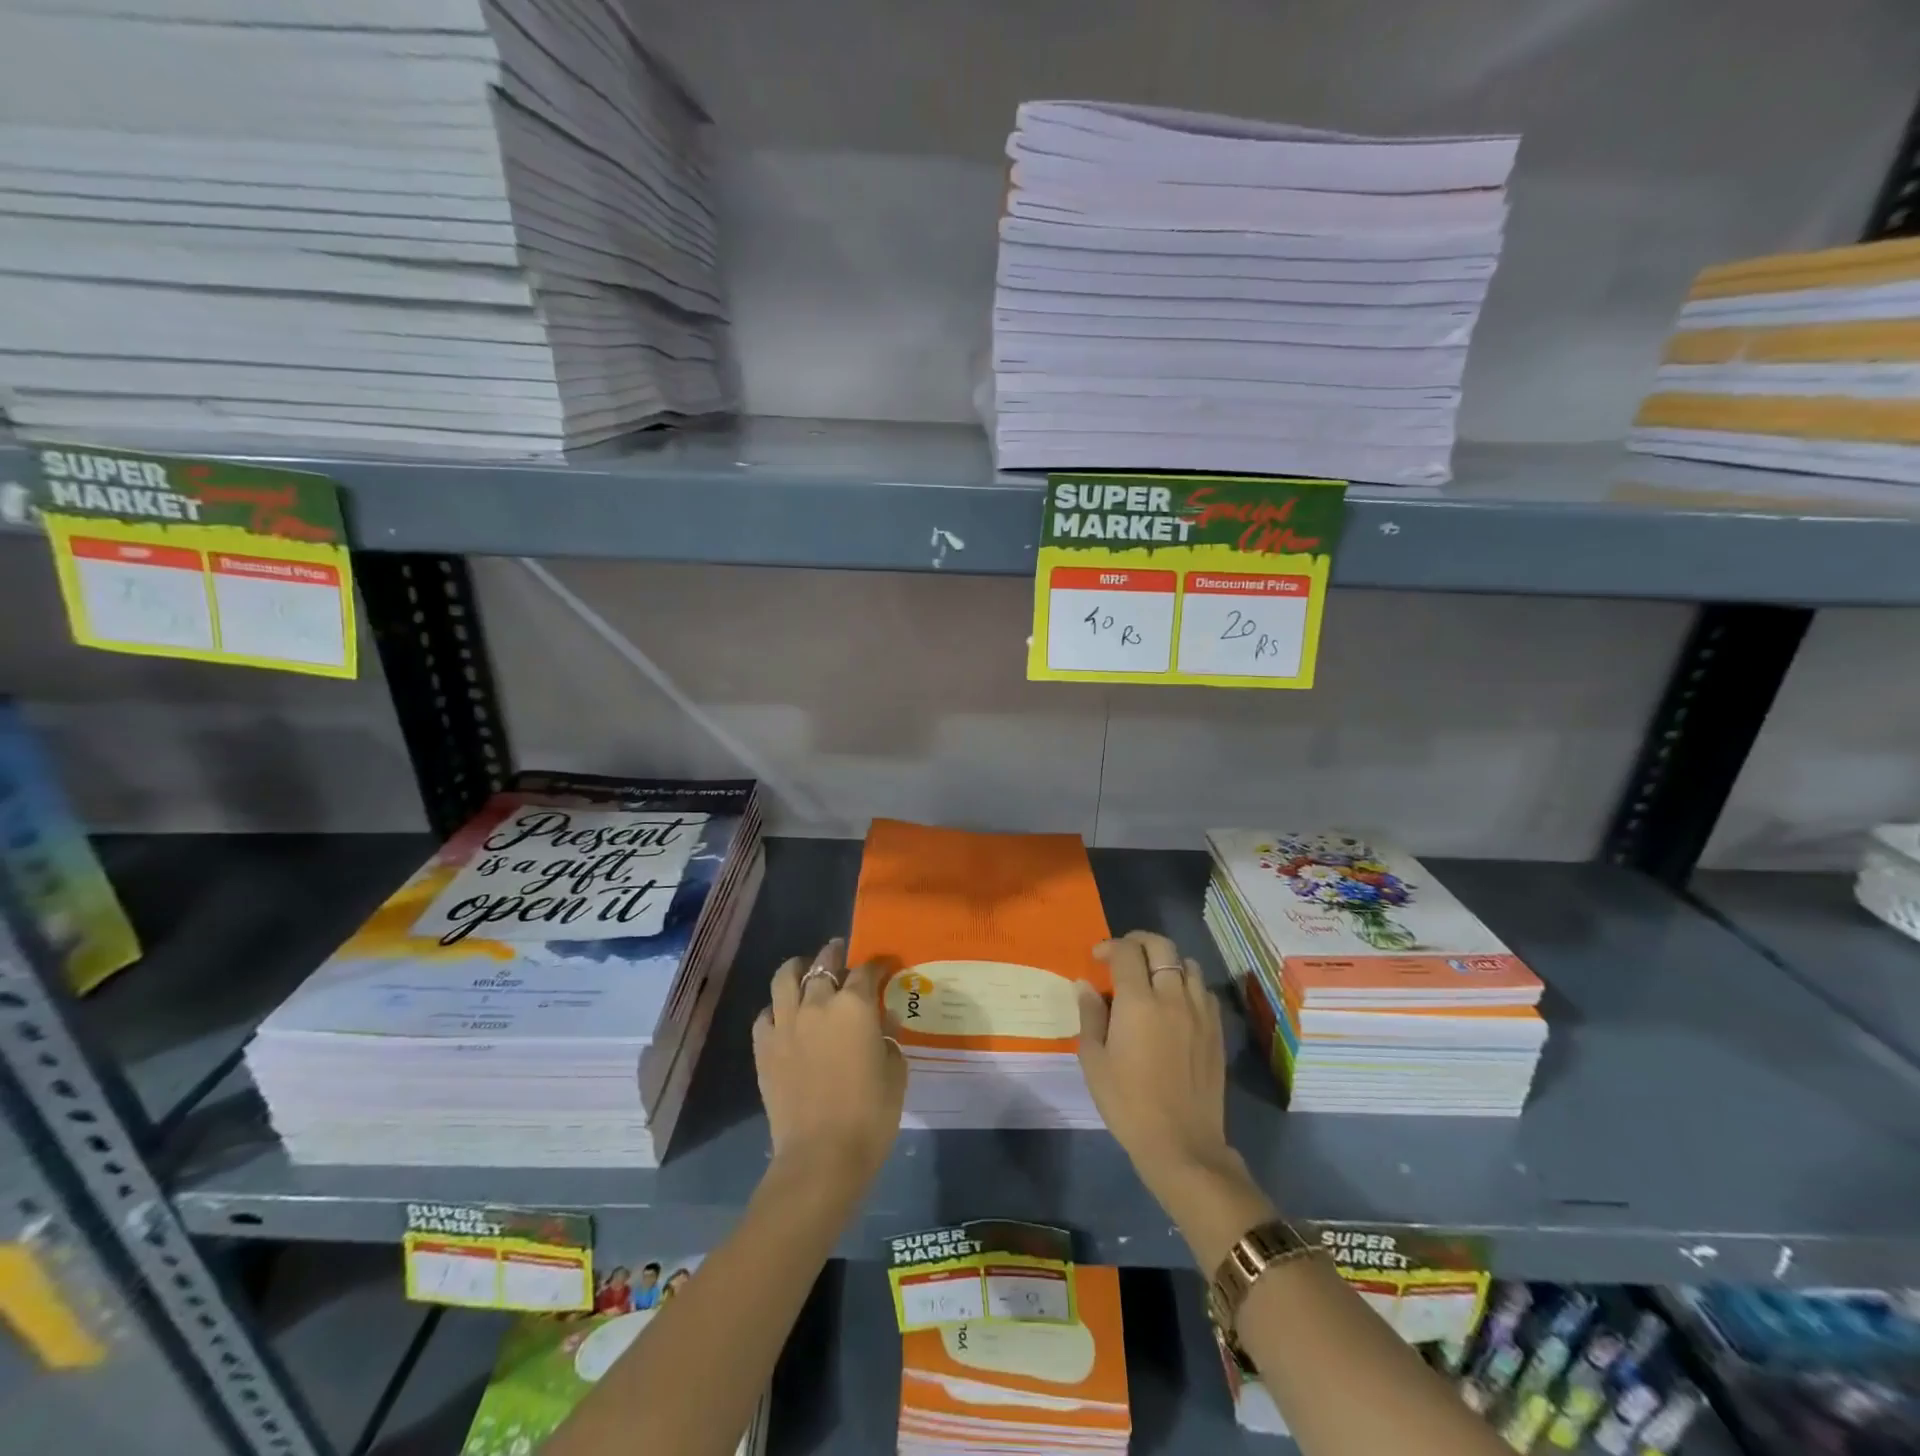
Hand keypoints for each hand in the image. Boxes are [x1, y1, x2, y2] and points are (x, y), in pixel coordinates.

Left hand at [752, 938, 906, 1187]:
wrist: (821, 1156)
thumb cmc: (870, 1115)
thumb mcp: (895, 1072)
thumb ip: (889, 1039)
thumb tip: (882, 1023)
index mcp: (854, 1006)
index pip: (866, 970)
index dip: (878, 964)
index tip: (885, 965)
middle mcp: (817, 1004)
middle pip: (823, 964)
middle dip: (835, 955)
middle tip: (841, 955)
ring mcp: (786, 1024)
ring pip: (785, 977)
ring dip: (798, 968)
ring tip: (805, 970)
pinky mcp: (764, 1047)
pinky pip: (765, 1015)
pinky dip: (777, 1009)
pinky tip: (785, 1017)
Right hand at [1076, 930, 1234, 1191]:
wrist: (1181, 1143)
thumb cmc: (1128, 1103)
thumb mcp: (1094, 1061)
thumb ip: (1090, 1016)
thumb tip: (1085, 985)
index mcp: (1138, 1002)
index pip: (1126, 952)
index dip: (1109, 946)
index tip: (1097, 959)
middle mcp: (1172, 997)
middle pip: (1161, 946)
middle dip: (1139, 941)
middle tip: (1123, 954)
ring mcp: (1199, 1012)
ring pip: (1188, 964)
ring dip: (1167, 961)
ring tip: (1152, 977)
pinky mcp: (1216, 1030)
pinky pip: (1204, 990)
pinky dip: (1188, 984)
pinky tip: (1176, 1003)